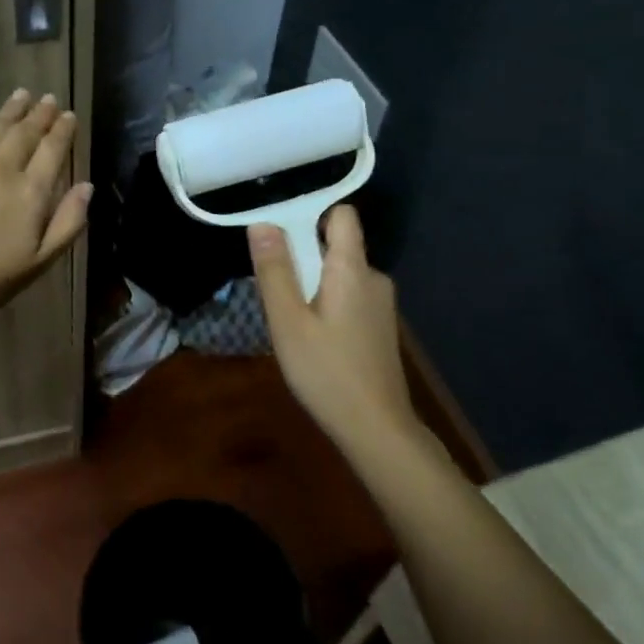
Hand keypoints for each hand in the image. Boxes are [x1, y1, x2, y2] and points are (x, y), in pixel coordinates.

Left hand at [0, 89, 91, 325]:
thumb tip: (86, 187)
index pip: (52, 150)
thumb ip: (68, 223)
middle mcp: (2, 167)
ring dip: (11, 110)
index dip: (62, 130)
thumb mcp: (39, 262)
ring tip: (21, 96)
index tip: (68, 115)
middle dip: (39, 114)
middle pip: (25, 132)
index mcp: (30, 191)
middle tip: (48, 99)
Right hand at [249, 205, 417, 445]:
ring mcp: (380, 304)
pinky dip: (327, 303)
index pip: (342, 215)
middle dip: (303, 256)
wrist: (376, 428)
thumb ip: (275, 271)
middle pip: (336, 245)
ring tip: (288, 316)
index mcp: (353, 269)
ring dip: (312, 283)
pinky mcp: (379, 327)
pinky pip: (348, 296)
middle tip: (274, 287)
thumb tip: (262, 223)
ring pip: (340, 274)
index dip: (311, 214)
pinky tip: (311, 336)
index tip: (279, 232)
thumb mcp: (288, 321)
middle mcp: (373, 278)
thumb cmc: (326, 372)